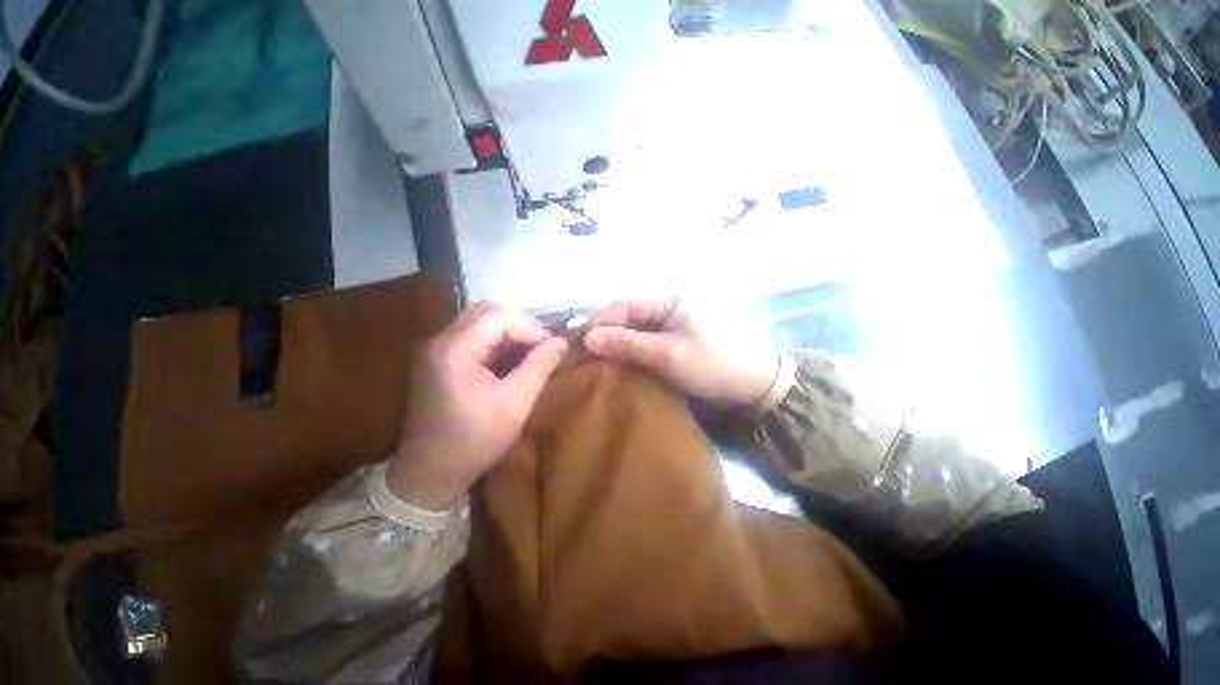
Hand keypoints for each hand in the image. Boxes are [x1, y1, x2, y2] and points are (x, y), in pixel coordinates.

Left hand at [386, 303, 567, 509]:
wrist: (428, 474)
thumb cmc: (473, 441)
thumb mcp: (514, 405)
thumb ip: (539, 367)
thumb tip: (561, 342)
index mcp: (455, 350)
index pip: (499, 317)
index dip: (531, 327)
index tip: (553, 347)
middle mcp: (440, 340)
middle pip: (487, 311)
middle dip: (521, 324)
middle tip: (543, 346)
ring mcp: (437, 349)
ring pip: (480, 320)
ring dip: (510, 331)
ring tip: (532, 352)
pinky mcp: (439, 359)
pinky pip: (473, 336)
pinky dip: (497, 341)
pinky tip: (512, 359)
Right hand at [584, 298, 777, 406]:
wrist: (754, 387)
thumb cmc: (713, 365)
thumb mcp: (668, 355)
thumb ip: (628, 344)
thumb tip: (588, 338)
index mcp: (671, 298)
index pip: (626, 305)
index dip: (602, 323)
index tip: (582, 345)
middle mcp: (669, 305)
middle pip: (629, 316)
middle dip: (609, 335)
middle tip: (588, 358)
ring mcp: (673, 323)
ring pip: (637, 330)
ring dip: (620, 346)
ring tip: (600, 363)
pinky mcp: (676, 339)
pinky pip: (647, 341)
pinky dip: (634, 352)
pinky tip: (622, 365)